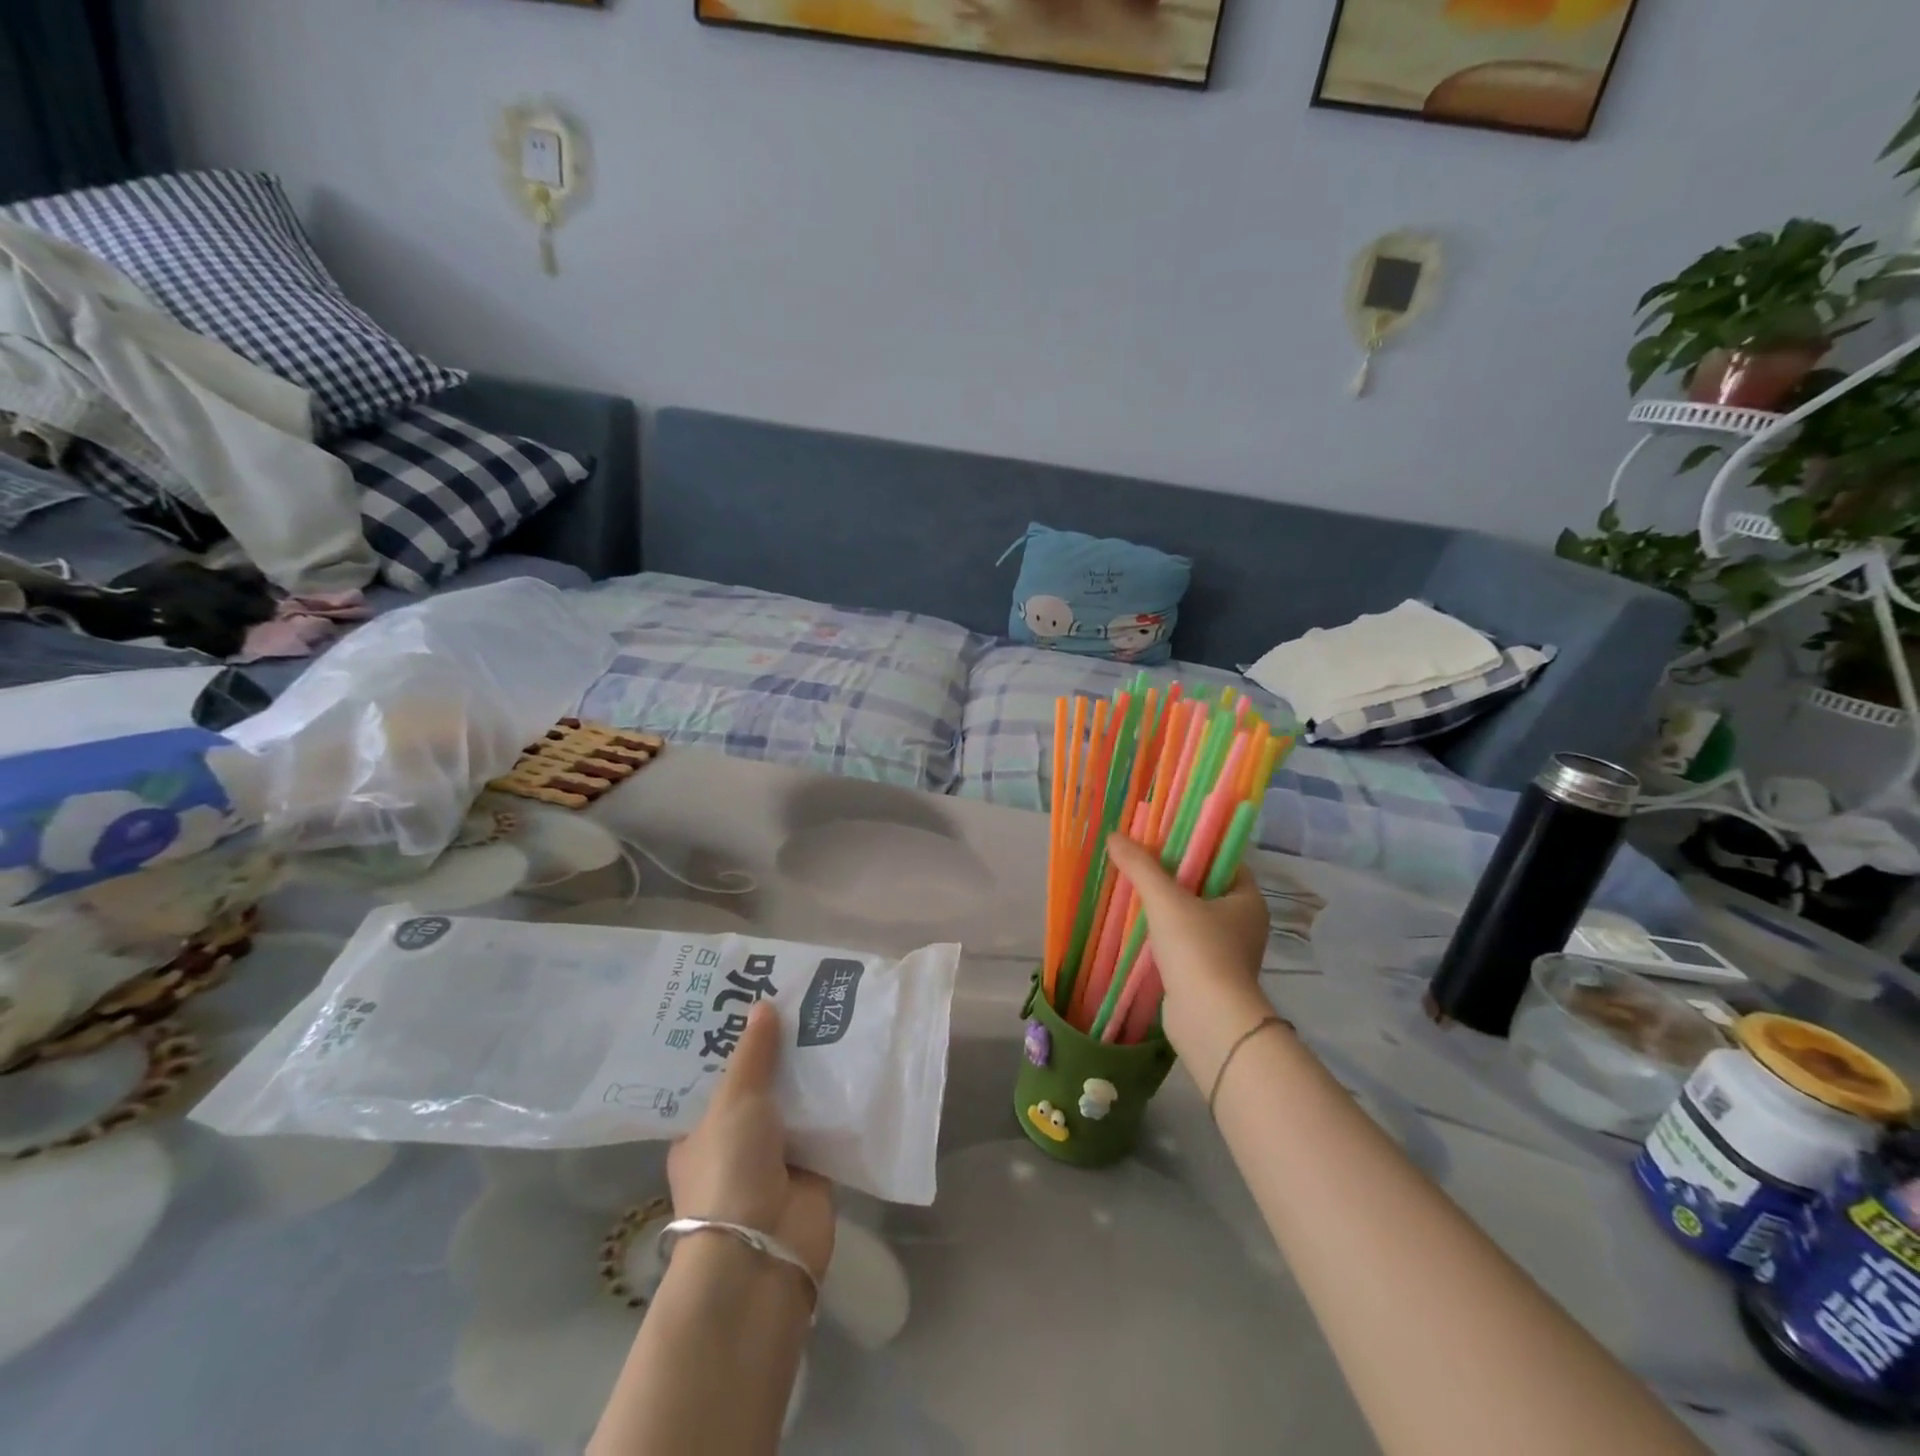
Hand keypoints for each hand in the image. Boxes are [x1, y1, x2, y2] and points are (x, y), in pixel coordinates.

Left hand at [668, 1002, 836, 1282]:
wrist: (763, 1250)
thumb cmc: (730, 1169)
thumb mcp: (735, 1101)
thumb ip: (753, 1055)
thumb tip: (763, 1005)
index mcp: (700, 1131)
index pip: (716, 1078)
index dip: (734, 1043)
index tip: (755, 1002)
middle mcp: (736, 1142)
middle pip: (761, 1086)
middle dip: (781, 1052)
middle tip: (804, 1001)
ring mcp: (776, 1157)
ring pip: (797, 1103)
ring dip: (813, 1072)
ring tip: (834, 1017)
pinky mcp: (813, 1169)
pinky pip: (828, 1124)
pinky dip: (840, 1100)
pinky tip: (857, 1059)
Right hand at [1107, 833, 1274, 1090]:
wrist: (1210, 1022)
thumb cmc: (1198, 951)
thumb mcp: (1165, 900)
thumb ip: (1140, 866)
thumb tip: (1114, 836)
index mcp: (1247, 899)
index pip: (1222, 859)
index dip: (1194, 845)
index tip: (1162, 838)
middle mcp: (1244, 923)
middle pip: (1205, 886)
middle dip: (1173, 875)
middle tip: (1141, 861)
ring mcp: (1229, 952)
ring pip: (1193, 916)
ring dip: (1167, 906)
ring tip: (1133, 890)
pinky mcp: (1211, 976)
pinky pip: (1186, 943)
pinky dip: (1165, 933)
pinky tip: (1139, 927)